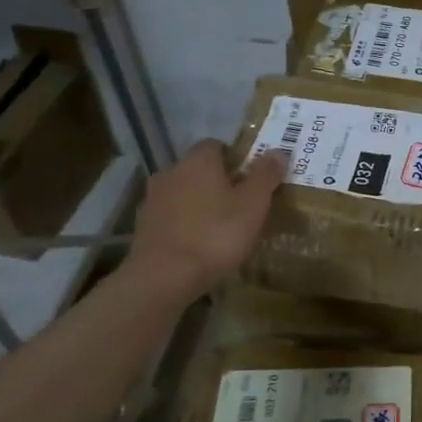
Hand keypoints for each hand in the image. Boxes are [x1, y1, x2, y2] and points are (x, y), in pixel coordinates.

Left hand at [126, 140, 286, 298]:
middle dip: (218, 182)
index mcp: (198, 161)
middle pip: (198, 169)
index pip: (216, 145)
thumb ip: (265, 175)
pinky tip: (198, 244)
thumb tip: (278, 151)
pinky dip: (184, 224)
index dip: (236, 159)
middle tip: (241, 205)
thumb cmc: (215, 234)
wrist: (164, 276)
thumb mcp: (253, 205)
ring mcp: (153, 198)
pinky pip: (171, 216)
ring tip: (220, 228)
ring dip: (199, 204)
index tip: (251, 179)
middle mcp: (171, 171)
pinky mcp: (143, 225)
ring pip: (183, 193)